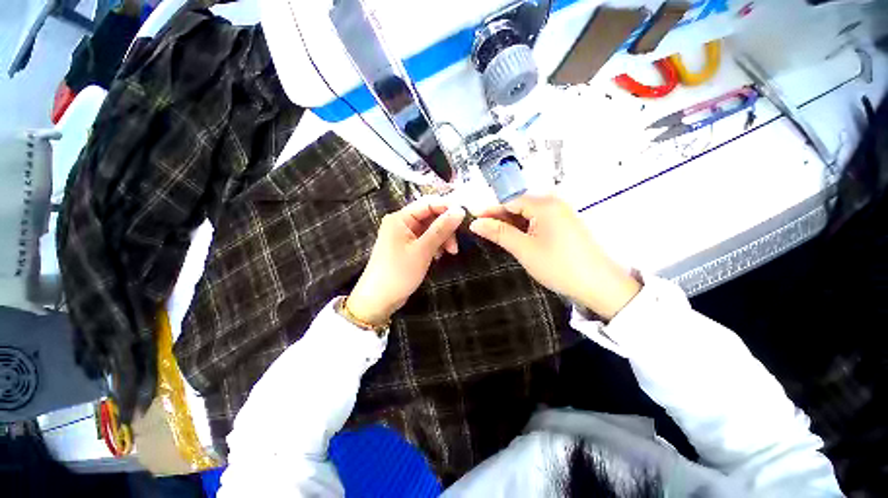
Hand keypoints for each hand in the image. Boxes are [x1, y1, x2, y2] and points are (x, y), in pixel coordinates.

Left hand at [347, 198, 465, 325]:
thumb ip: (441, 229)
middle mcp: (401, 223)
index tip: (464, 217)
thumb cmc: (398, 273)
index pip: (428, 203)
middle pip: (430, 216)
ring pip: (430, 229)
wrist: (378, 300)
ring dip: (442, 238)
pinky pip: (426, 239)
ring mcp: (404, 235)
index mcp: (400, 218)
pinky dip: (435, 245)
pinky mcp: (407, 247)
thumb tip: (460, 210)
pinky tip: (438, 256)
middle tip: (455, 246)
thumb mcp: (422, 250)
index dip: (447, 207)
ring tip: (449, 253)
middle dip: (445, 228)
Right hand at [469, 195, 639, 320]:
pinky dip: (524, 228)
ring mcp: (561, 212)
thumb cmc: (559, 266)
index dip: (489, 210)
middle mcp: (554, 202)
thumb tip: (475, 223)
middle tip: (481, 230)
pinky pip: (538, 220)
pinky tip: (515, 237)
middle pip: (518, 205)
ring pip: (527, 213)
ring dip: (511, 224)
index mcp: (545, 204)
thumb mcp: (524, 249)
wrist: (600, 285)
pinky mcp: (565, 223)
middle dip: (499, 217)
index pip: (509, 201)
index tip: (472, 220)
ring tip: (495, 235)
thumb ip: (499, 233)